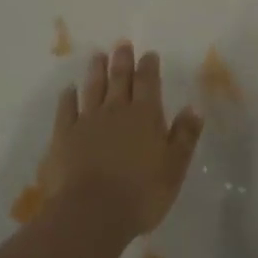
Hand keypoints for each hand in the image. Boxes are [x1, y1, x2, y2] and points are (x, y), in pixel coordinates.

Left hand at [40, 43, 203, 237]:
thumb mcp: (174, 167)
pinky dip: (68, 97)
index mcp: (145, 116)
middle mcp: (116, 111)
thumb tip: (193, 108)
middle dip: (122, 60)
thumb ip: (184, 136)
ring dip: (96, 71)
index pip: (148, 83)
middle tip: (122, 44)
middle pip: (119, 79)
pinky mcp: (64, 136)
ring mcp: (87, 121)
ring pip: (93, 88)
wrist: (91, 213)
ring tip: (98, 56)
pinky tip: (69, 90)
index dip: (149, 66)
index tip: (149, 54)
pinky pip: (66, 109)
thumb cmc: (141, 193)